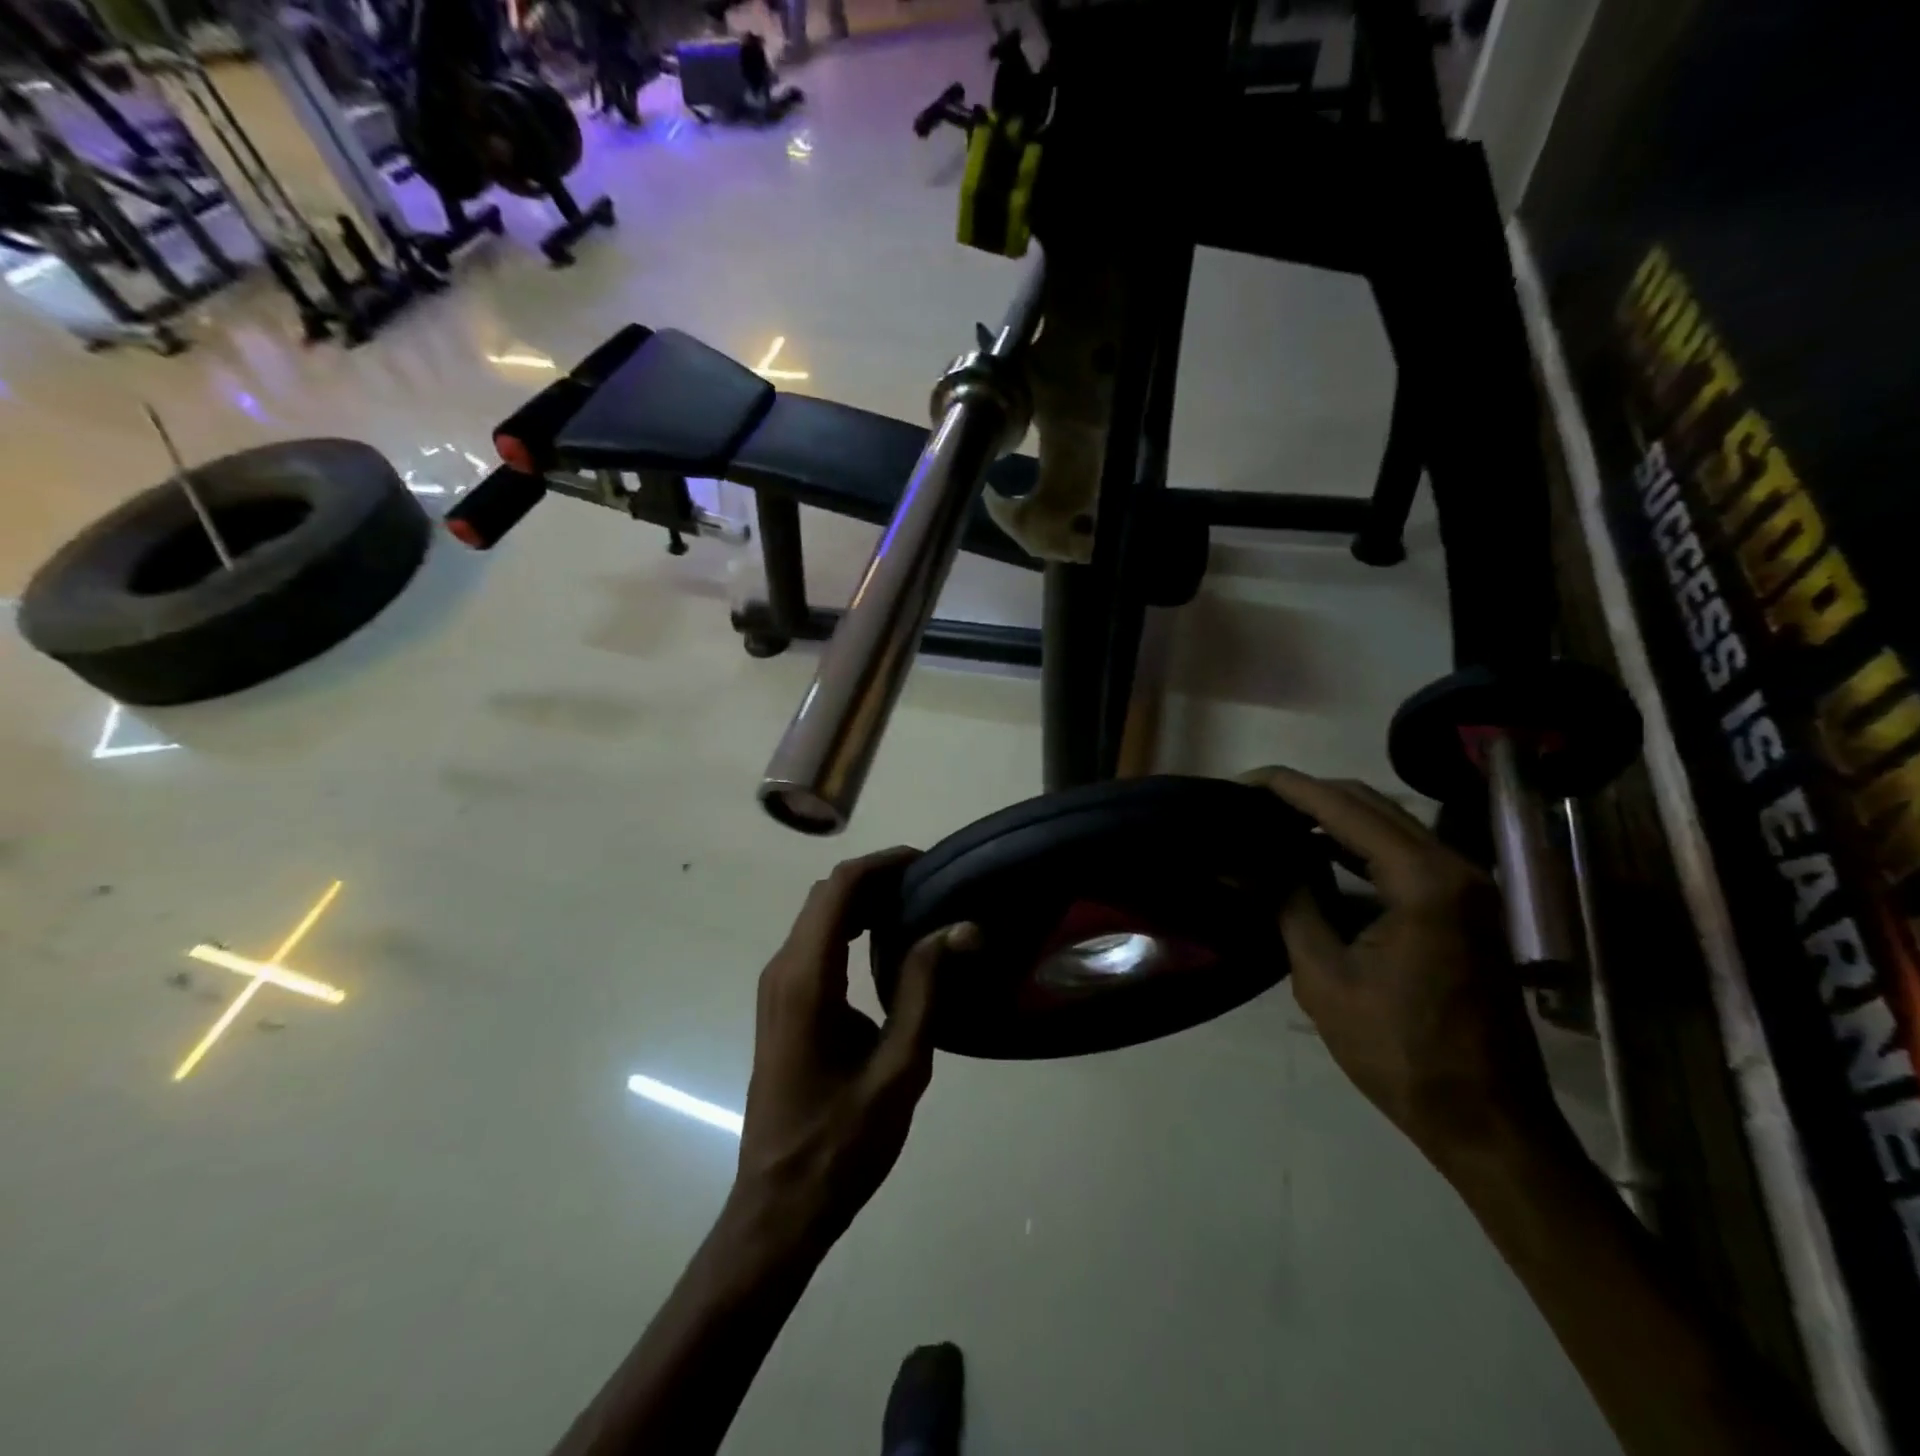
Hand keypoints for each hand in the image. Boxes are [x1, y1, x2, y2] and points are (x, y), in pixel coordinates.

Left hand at [731, 849, 979, 1257]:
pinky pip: (814, 944)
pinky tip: (886, 946)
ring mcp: (776, 988)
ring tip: (916, 908)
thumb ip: (926, 987)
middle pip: (826, 896)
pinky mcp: (781, 1005)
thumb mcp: (900, 1065)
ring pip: (817, 917)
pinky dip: (848, 928)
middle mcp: (783, 970)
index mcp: (807, 979)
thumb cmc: (843, 1142)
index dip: (883, 864)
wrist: (780, 1205)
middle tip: (931, 887)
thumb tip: (960, 927)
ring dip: (862, 902)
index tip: (929, 863)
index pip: (840, 889)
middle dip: (876, 879)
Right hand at [1245, 767, 1556, 1164]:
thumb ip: (1290, 904)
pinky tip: (1316, 853)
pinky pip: (1403, 852)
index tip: (1240, 782)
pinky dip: (1357, 845)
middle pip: (1370, 803)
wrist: (1487, 1119)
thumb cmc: (1399, 1052)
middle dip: (1307, 795)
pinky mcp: (1466, 904)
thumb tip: (1248, 863)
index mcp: (1422, 881)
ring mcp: (1468, 884)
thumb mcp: (1324, 976)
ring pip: (1388, 823)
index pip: (1343, 807)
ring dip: (1331, 816)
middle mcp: (1454, 867)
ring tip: (1272, 820)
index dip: (1287, 788)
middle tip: (1250, 801)